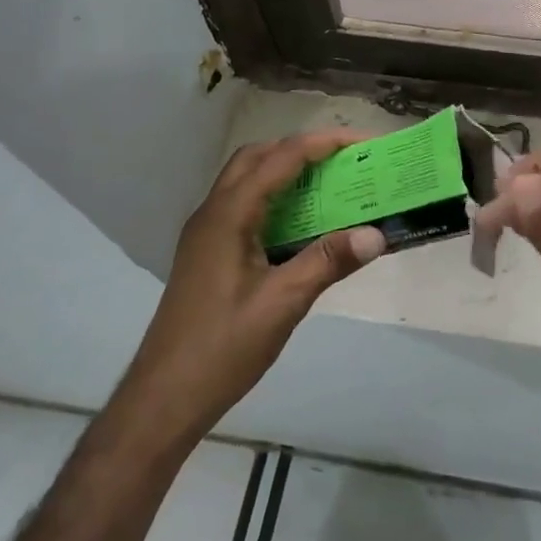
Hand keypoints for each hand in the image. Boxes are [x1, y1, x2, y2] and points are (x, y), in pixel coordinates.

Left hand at [125, 132, 386, 448]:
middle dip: (303, 149)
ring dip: (286, 171)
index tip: (364, 143)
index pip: (281, 158)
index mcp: (229, 215)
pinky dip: (275, 198)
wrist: (163, 398)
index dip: (324, 144)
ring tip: (329, 185)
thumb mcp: (283, 304)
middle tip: (345, 161)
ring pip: (248, 180)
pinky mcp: (207, 252)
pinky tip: (301, 226)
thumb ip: (328, 261)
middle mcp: (213, 212)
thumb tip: (377, 234)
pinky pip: (244, 205)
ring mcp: (206, 232)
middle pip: (259, 157)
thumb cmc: (222, 348)